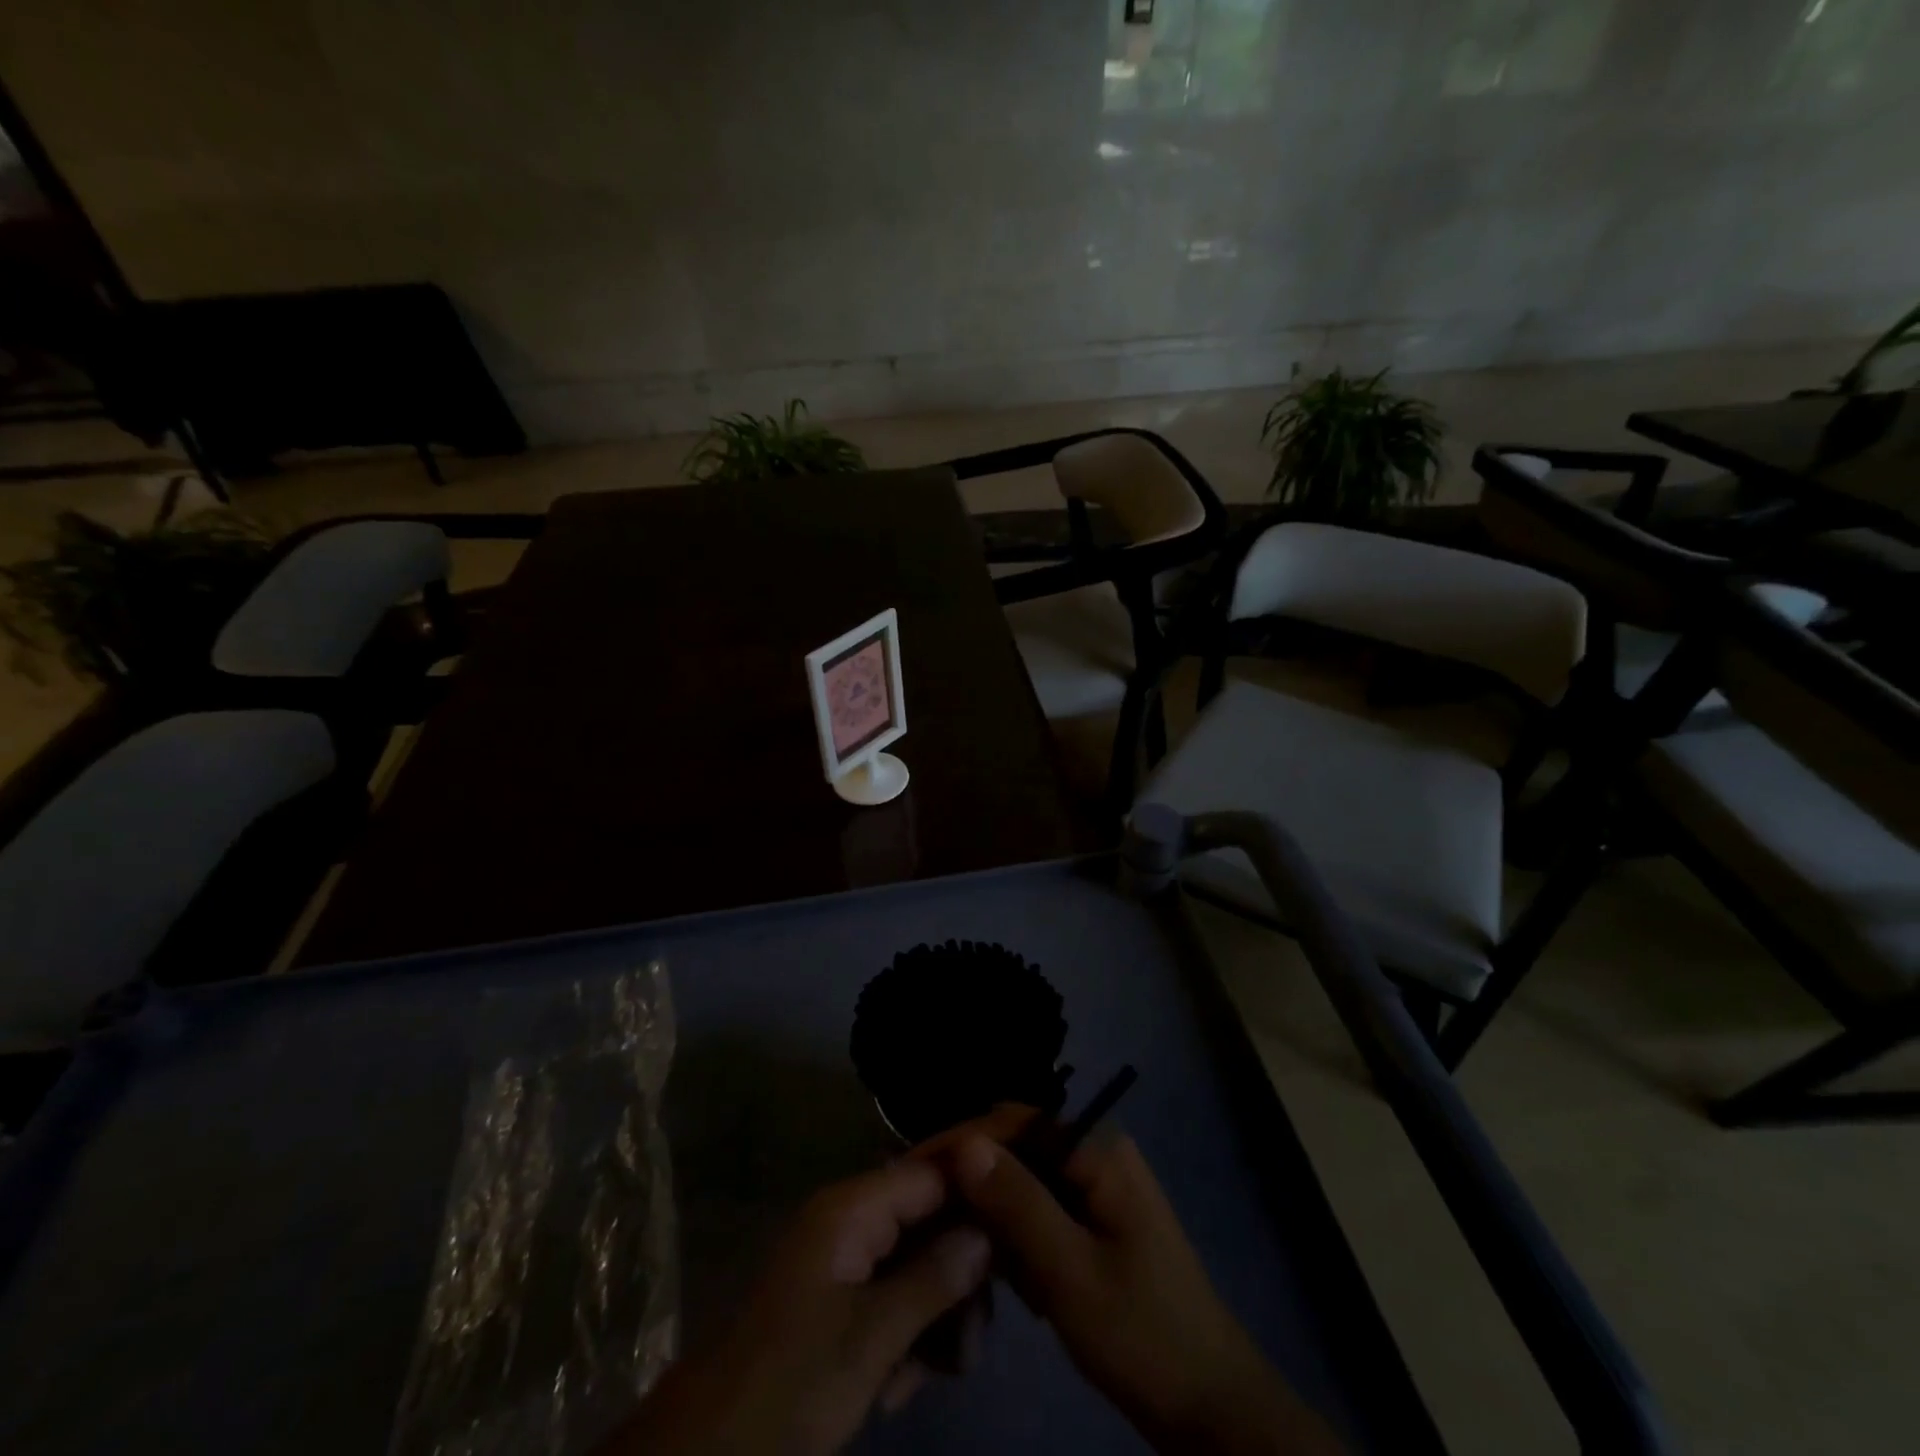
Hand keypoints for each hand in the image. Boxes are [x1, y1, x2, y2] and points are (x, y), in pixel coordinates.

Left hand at [609, 1159, 991, 1455]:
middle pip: (930, 1217)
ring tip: (947, 1369)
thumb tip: (988, 1231)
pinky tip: (904, 1384)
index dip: (980, 1172)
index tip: (1028, 1185)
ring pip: (917, 1262)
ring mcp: (844, 1258)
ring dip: (938, 1313)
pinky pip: (894, 1295)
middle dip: (961, 1270)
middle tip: (982, 1331)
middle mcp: (851, 1219)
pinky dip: (909, 1334)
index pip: (932, 1167)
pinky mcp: (839, 1297)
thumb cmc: (791, 1381)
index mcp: (852, 1207)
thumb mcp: (870, 1338)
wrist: (710, 1450)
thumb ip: (933, 1279)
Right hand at [928, 1107, 1344, 1455]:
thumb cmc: (1143, 1336)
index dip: (963, 1140)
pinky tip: (1012, 1278)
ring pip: (1026, 1181)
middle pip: (1019, 1147)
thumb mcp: (1071, 1274)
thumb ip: (1018, 1204)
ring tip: (966, 1250)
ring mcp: (1100, 1188)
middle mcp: (1098, 1154)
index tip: (914, 1171)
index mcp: (1100, 1150)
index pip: (1016, 1121)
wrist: (1210, 1408)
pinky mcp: (1097, 1222)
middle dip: (976, 1182)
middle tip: (929, 1215)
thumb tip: (965, 1145)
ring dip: (996, 1215)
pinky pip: (1042, 1210)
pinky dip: (1019, 1237)